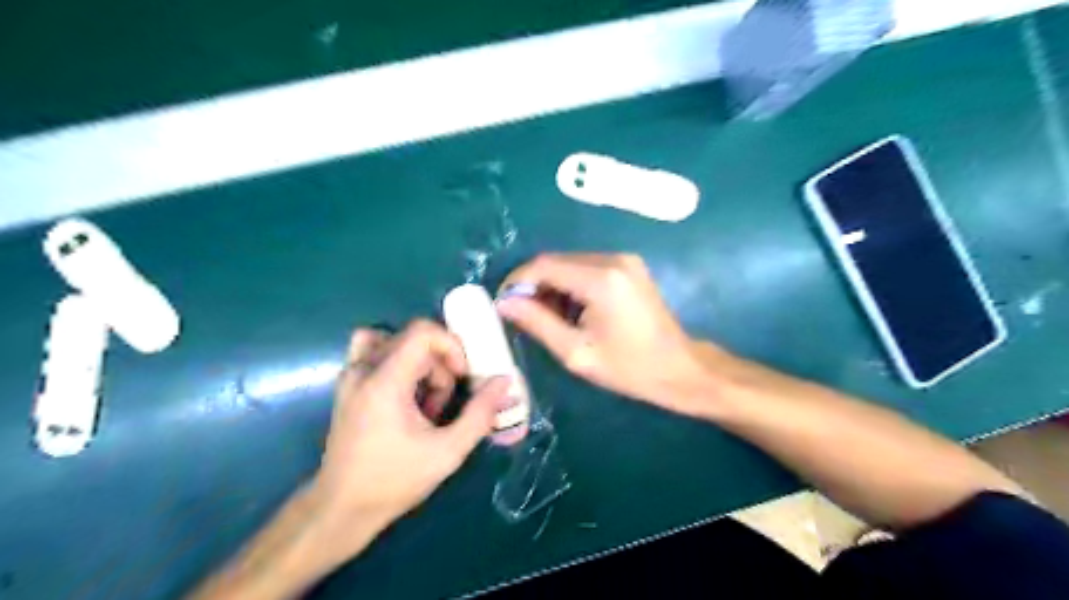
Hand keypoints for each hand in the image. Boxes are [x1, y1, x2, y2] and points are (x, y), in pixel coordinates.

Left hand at [312, 323, 511, 548]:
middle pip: (414, 338)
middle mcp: (363, 369)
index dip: (452, 347)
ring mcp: (350, 376)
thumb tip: (504, 381)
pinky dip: (396, 361)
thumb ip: (480, 414)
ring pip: (394, 340)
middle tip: (443, 404)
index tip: (462, 378)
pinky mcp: (347, 385)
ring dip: (419, 362)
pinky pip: (373, 351)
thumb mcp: (448, 452)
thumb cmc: (394, 481)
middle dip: (439, 365)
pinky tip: (405, 394)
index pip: (423, 332)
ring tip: (423, 400)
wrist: (340, 509)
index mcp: (385, 381)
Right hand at [495, 250, 707, 413]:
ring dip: (553, 285)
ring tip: (547, 317)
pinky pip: (588, 267)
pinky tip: (571, 310)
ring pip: (571, 263)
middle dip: (534, 284)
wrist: (680, 369)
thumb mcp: (577, 352)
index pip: (544, 265)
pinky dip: (572, 284)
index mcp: (601, 279)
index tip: (503, 303)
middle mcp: (613, 259)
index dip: (517, 280)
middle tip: (523, 314)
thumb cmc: (629, 368)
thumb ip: (538, 323)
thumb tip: (505, 302)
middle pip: (557, 261)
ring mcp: (624, 260)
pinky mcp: (630, 266)